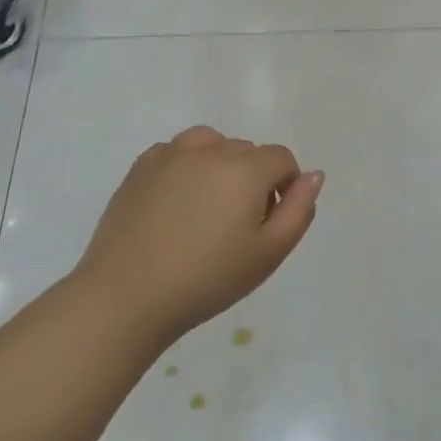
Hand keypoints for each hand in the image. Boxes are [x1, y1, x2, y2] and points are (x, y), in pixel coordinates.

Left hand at [70, 127, 322, 345]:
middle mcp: (210, 149)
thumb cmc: (208, 279)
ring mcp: (170, 154)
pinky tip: (175, 205)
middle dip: (253, 179)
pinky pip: (176, 153)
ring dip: (219, 166)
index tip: (270, 222)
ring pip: (211, 144)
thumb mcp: (269, 253)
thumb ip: (299, 210)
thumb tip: (313, 175)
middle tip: (237, 227)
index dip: (285, 186)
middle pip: (247, 151)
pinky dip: (185, 168)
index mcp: (245, 168)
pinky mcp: (141, 166)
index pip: (281, 158)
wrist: (127, 296)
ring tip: (207, 209)